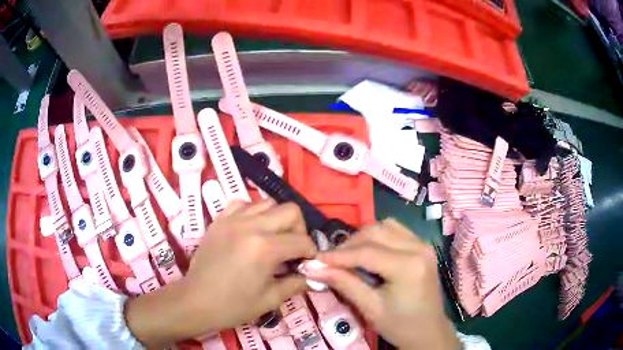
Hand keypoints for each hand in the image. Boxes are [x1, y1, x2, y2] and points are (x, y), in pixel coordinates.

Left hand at [125, 200, 316, 347]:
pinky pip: (242, 204)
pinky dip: (252, 213)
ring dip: (277, 219)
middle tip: (293, 248)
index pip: (302, 240)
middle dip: (299, 229)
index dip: (311, 252)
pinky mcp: (219, 220)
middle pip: (290, 211)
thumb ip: (297, 283)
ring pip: (267, 202)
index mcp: (265, 248)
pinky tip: (250, 230)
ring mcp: (232, 219)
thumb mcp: (270, 299)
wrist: (196, 301)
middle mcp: (251, 226)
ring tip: (273, 238)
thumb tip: (314, 275)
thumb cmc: (234, 306)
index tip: (308, 262)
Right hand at [303, 218, 460, 349]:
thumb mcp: (370, 308)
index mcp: (408, 266)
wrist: (428, 331)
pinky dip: (378, 236)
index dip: (338, 255)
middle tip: (330, 260)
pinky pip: (396, 230)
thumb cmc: (400, 325)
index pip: (366, 252)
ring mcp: (423, 244)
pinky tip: (369, 251)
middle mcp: (418, 247)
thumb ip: (344, 284)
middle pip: (375, 232)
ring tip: (348, 255)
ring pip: (385, 226)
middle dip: (349, 244)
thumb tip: (313, 268)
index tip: (315, 259)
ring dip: (363, 237)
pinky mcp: (423, 246)